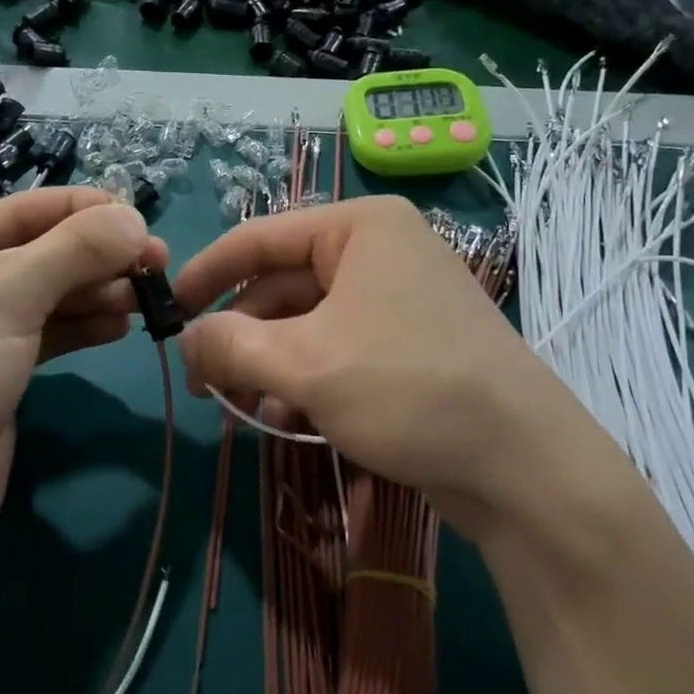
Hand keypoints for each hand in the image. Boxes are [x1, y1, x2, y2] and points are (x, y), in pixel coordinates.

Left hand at [0, 189, 165, 566]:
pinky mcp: (2, 369)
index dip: (90, 211)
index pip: (30, 209)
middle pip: (46, 250)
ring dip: (100, 292)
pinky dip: (87, 326)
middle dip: (101, 256)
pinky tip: (122, 327)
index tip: (147, 223)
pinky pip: (52, 332)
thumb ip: (75, 250)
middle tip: (159, 266)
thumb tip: (136, 218)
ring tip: (146, 300)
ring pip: (54, 293)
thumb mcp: (6, 295)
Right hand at [174, 195, 623, 544]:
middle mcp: (380, 250)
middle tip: (202, 383)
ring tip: (237, 408)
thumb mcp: (305, 365)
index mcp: (359, 227)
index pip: (260, 237)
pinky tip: (283, 418)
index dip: (207, 273)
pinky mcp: (410, 343)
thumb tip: (186, 340)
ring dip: (268, 363)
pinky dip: (305, 378)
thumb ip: (231, 345)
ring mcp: (399, 297)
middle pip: (283, 284)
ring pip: (309, 322)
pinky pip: (339, 347)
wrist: (525, 466)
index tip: (168, 311)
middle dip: (240, 334)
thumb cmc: (408, 388)